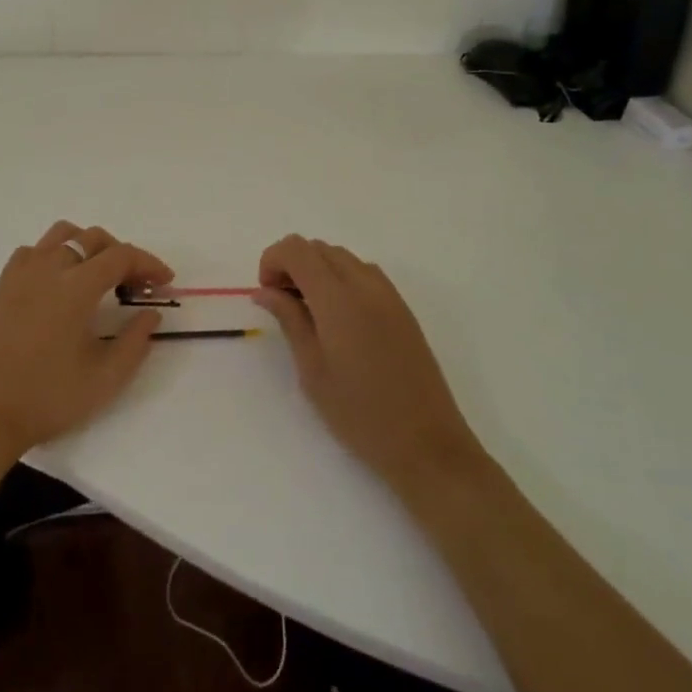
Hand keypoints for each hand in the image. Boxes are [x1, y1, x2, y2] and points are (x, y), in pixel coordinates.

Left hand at [0, 221, 172, 468]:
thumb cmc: (47, 399)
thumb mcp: (104, 378)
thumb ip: (135, 341)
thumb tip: (151, 313)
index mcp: (75, 287)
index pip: (121, 256)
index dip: (148, 264)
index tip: (165, 282)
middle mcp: (48, 269)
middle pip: (93, 238)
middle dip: (122, 255)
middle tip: (136, 285)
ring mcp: (21, 274)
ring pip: (61, 235)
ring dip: (88, 246)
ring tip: (100, 277)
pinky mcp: (3, 287)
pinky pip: (35, 251)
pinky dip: (56, 254)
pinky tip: (61, 283)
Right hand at [253, 236, 484, 498]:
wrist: (426, 444)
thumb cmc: (359, 413)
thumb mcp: (312, 370)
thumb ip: (289, 319)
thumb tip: (265, 291)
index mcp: (338, 298)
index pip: (297, 249)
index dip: (272, 261)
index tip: (266, 294)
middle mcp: (365, 284)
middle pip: (318, 248)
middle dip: (292, 264)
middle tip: (282, 304)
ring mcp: (388, 294)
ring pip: (342, 257)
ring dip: (317, 270)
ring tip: (309, 312)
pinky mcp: (402, 308)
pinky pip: (364, 273)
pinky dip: (341, 279)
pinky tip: (338, 319)